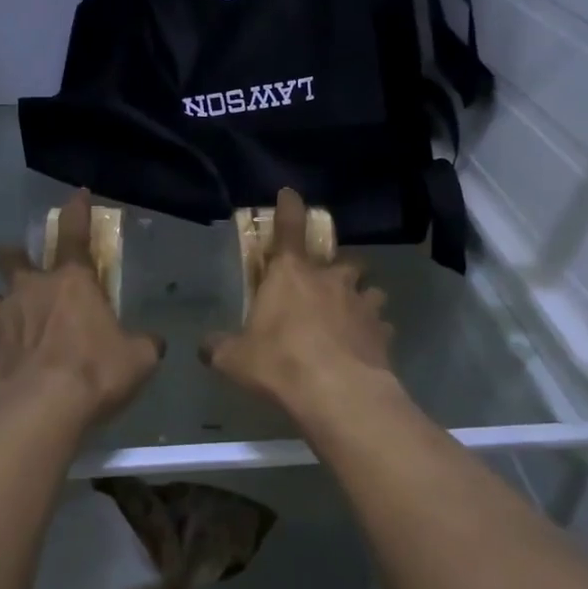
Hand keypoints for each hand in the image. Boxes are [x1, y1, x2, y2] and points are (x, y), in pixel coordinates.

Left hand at [0, 190, 161, 421]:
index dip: (76, 210)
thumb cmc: (93, 375)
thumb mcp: (137, 360)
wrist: (35, 412)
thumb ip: (143, 344)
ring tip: (5, 321)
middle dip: (15, 255)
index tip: (76, 194)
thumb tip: (152, 342)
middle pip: (12, 256)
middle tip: (21, 266)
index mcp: (72, 282)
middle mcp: (31, 288)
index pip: (75, 233)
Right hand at [202, 188, 393, 412]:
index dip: (290, 208)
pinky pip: (382, 325)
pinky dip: (375, 332)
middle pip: (342, 261)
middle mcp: (330, 280)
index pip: (290, 228)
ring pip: (370, 290)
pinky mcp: (383, 332)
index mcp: (291, 274)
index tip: (291, 194)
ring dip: (362, 298)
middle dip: (337, 270)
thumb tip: (204, 347)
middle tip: (326, 287)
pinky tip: (367, 348)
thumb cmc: (281, 363)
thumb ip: (219, 348)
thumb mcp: (236, 359)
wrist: (338, 394)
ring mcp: (361, 304)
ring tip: (354, 316)